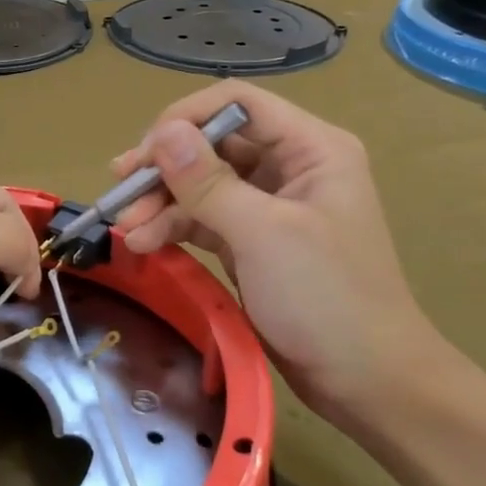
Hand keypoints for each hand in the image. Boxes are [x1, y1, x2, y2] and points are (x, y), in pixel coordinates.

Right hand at [111, 82, 458, 425]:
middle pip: (212, 145)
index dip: (186, 118)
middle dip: (165, 168)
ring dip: (161, 203)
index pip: (238, 104)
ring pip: (201, 184)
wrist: (365, 381)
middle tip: (121, 191)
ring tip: (127, 231)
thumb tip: (163, 132)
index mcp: (311, 148)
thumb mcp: (263, 234)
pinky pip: (203, 219)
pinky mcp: (251, 241)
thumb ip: (208, 181)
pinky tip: (144, 244)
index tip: (145, 153)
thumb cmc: (326, 298)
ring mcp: (268, 206)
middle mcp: (290, 167)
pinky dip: (173, 228)